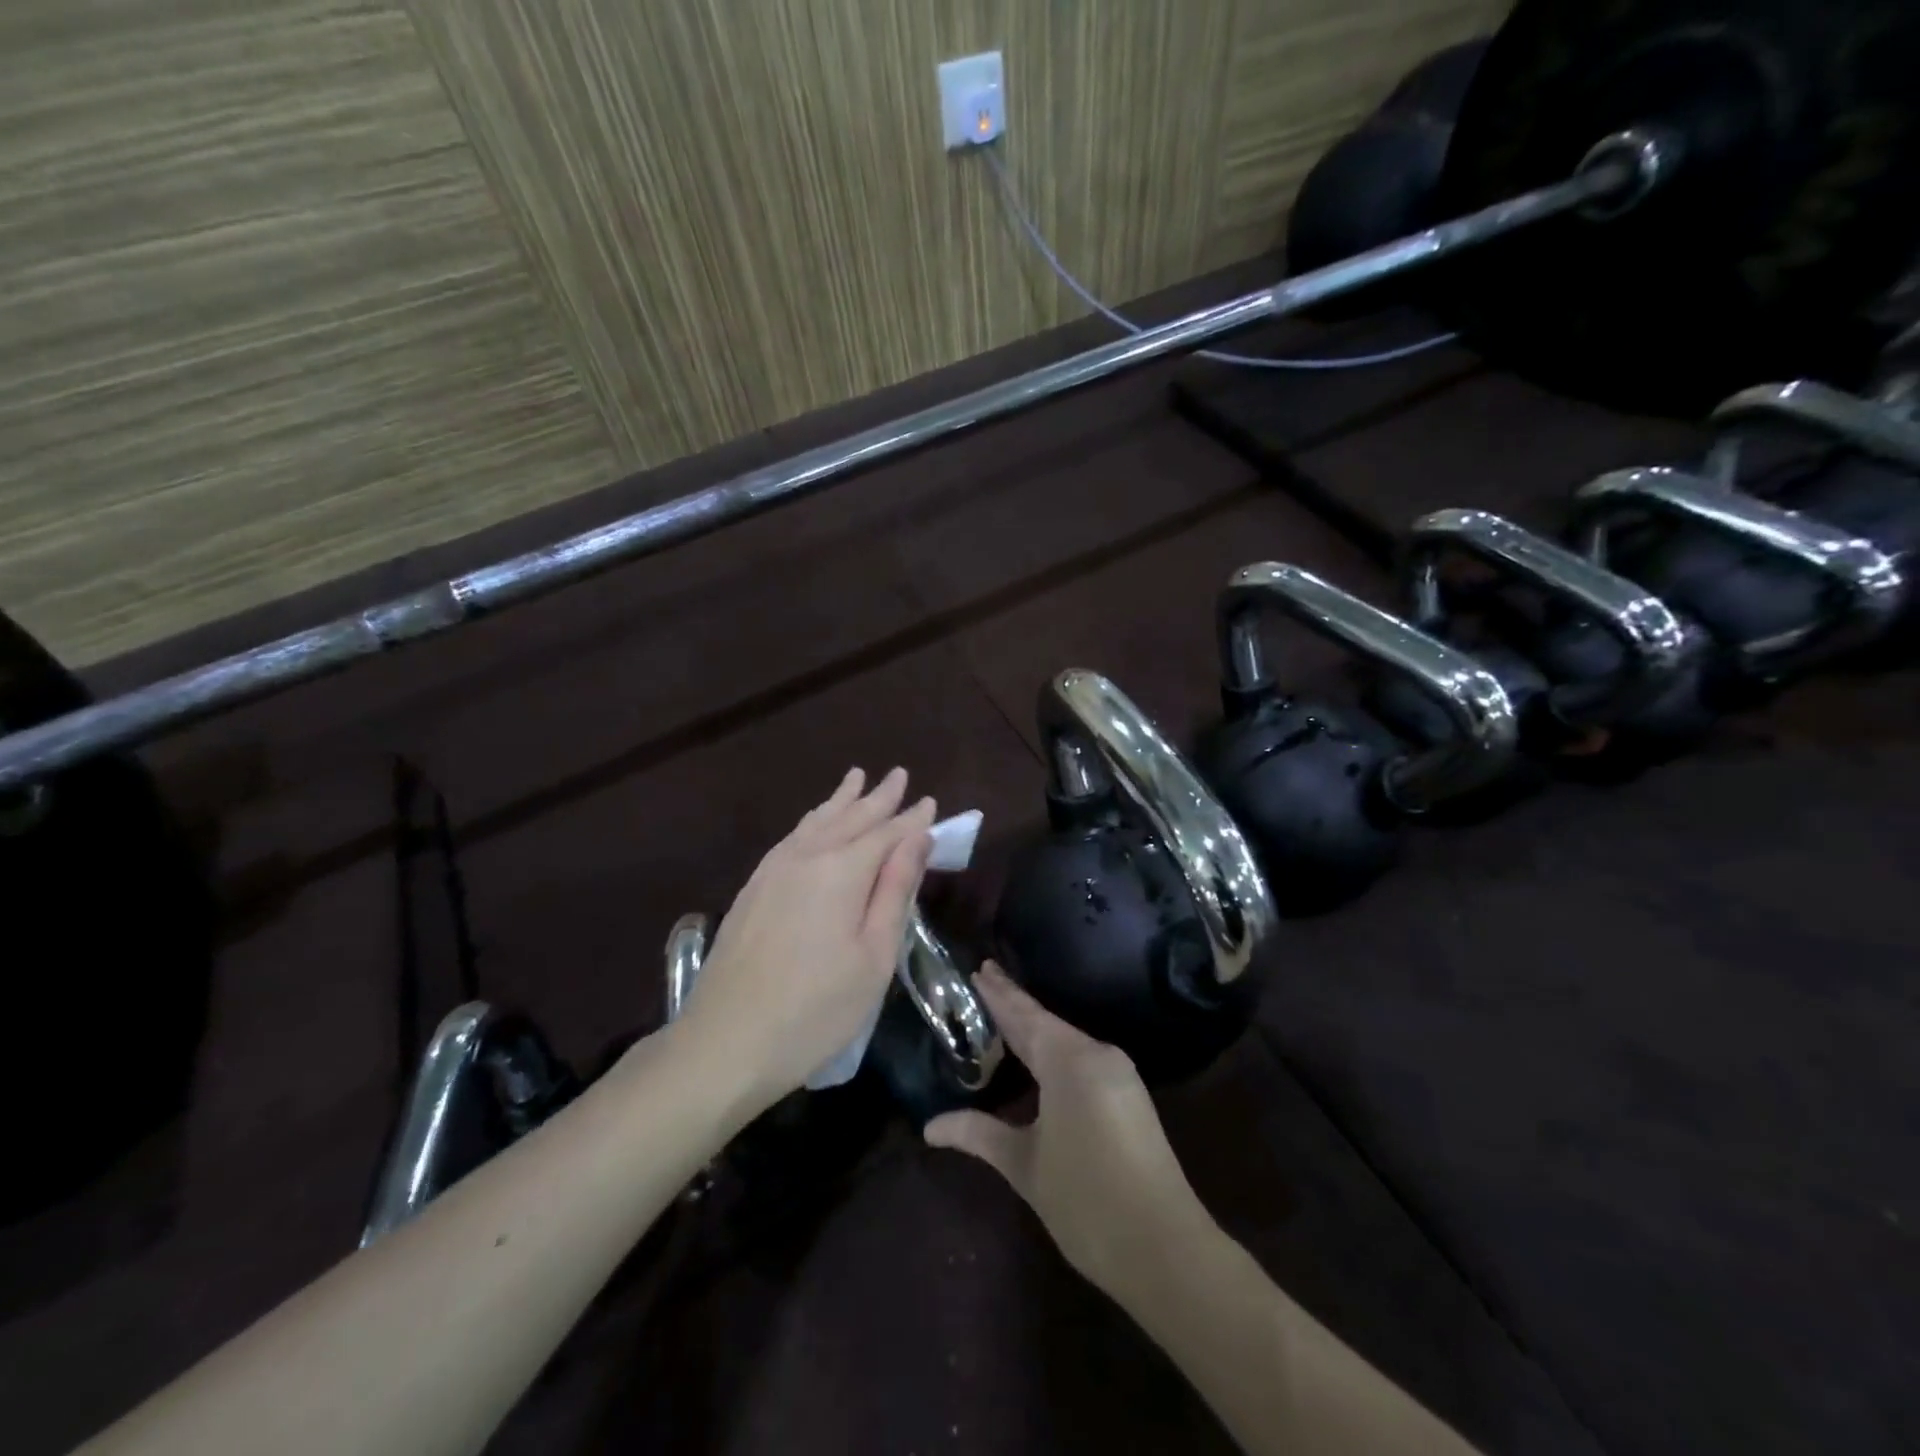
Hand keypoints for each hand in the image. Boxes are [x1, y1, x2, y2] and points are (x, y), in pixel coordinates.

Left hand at [676, 767, 935, 1113]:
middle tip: (899, 774)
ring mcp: (772, 871)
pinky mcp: (752, 889)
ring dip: (841, 800)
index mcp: (841, 873)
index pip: (887, 834)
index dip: (912, 819)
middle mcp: (806, 858)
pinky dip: (812, 821)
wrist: (724, 1043)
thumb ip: (895, 892)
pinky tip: (815, 823)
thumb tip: (917, 840)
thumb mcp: (873, 957)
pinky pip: (791, 837)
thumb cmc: (815, 1010)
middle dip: (878, 797)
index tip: (932, 802)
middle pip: (850, 818)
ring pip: (816, 822)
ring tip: (857, 778)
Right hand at [924, 964, 1212, 1301]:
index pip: (1024, 1015)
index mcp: (1069, 1060)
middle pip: (1046, 1022)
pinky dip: (1054, 1052)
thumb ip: (979, 1134)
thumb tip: (930, 1126)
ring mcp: (1118, 1074)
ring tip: (1004, 1015)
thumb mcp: (1024, 1165)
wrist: (1165, 1249)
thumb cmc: (1086, 1200)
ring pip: (1066, 1041)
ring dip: (1035, 1029)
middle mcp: (1097, 1054)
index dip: (999, 993)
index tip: (979, 968)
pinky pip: (1082, 1059)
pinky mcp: (1129, 1096)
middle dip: (1014, 1004)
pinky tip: (1039, 1058)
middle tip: (985, 979)